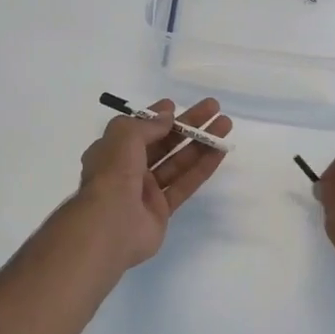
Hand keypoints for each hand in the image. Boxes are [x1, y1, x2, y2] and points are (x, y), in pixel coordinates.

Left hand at [72, 98, 233, 271]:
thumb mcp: (124, 137)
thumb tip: (167, 117)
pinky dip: (202, 168)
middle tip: (213, 108)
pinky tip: (220, 151)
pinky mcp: (161, 211)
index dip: (156, 116)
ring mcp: (145, 192)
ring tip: (224, 125)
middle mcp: (127, 169)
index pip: (137, 129)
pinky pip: (184, 184)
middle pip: (162, 143)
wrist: (110, 228)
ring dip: (200, 143)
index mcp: (111, 151)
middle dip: (187, 125)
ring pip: (177, 162)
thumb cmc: (112, 175)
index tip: (174, 105)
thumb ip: (148, 125)